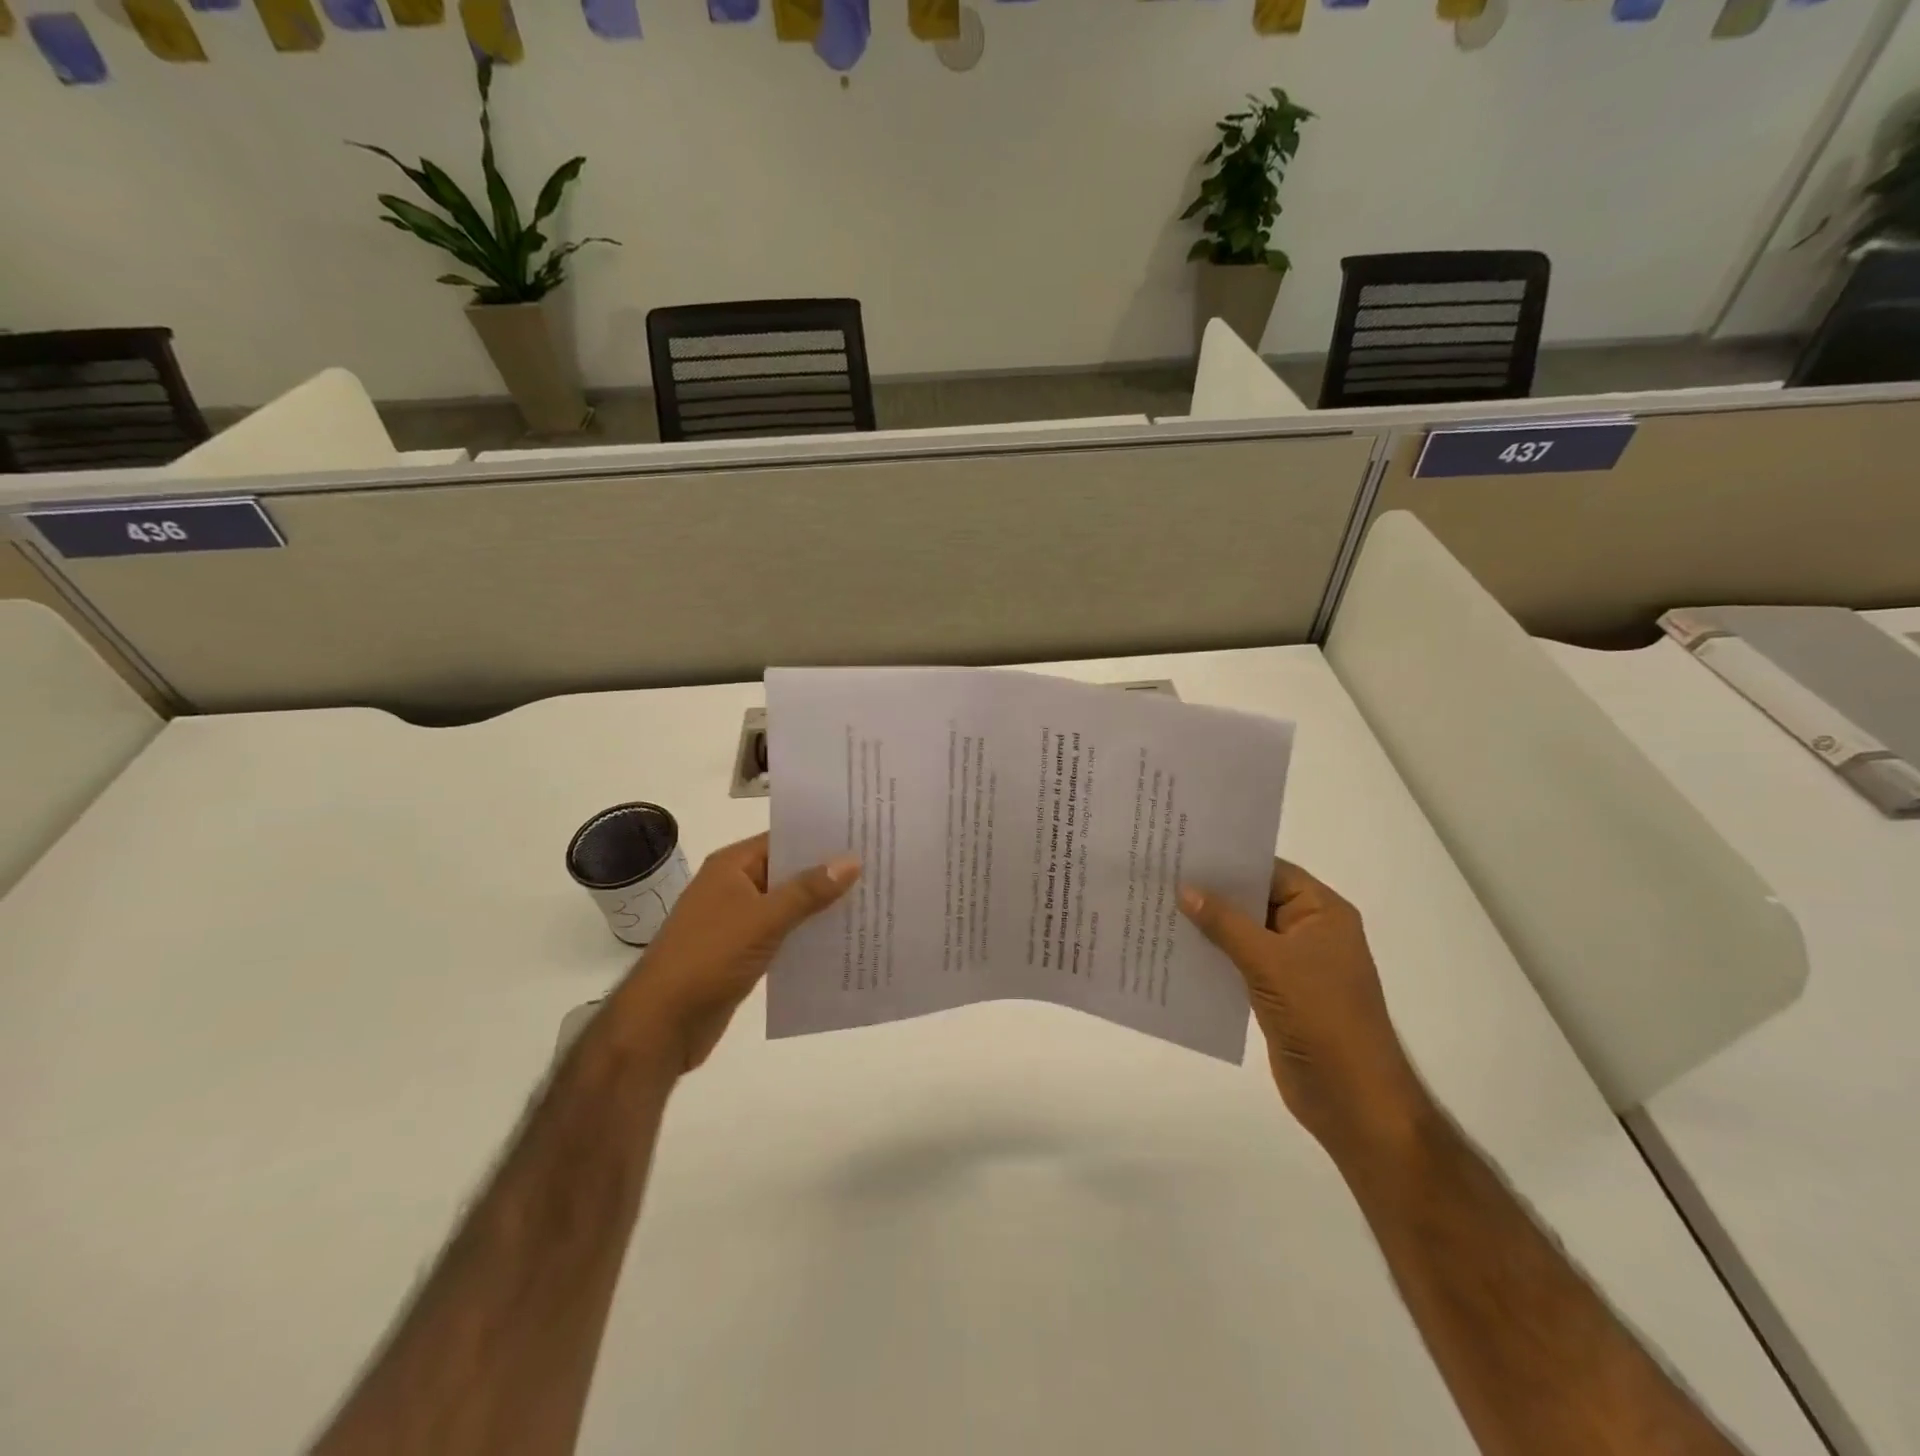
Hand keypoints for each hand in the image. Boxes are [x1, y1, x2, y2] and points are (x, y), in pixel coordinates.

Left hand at [608, 833, 858, 1073]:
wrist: (662, 1023)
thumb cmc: (709, 957)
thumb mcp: (764, 919)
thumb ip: (808, 891)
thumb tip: (851, 860)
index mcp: (733, 866)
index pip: (784, 838)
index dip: (822, 836)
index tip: (864, 834)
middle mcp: (735, 886)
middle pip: (789, 870)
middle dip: (828, 872)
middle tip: (878, 867)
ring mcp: (738, 920)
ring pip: (788, 904)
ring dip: (821, 906)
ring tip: (871, 901)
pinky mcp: (743, 952)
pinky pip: (783, 934)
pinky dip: (808, 934)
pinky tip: (842, 939)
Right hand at [1180, 860, 1431, 1162]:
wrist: (1352, 1099)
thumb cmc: (1321, 1017)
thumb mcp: (1270, 962)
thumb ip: (1225, 923)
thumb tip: (1184, 888)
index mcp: (1322, 913)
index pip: (1271, 871)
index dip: (1230, 861)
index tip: (1184, 851)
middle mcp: (1309, 932)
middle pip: (1255, 901)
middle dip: (1213, 893)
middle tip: (1162, 876)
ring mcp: (1293, 965)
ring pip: (1243, 933)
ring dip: (1208, 926)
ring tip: (1159, 908)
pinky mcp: (1276, 993)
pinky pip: (1239, 963)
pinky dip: (1212, 956)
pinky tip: (1176, 950)